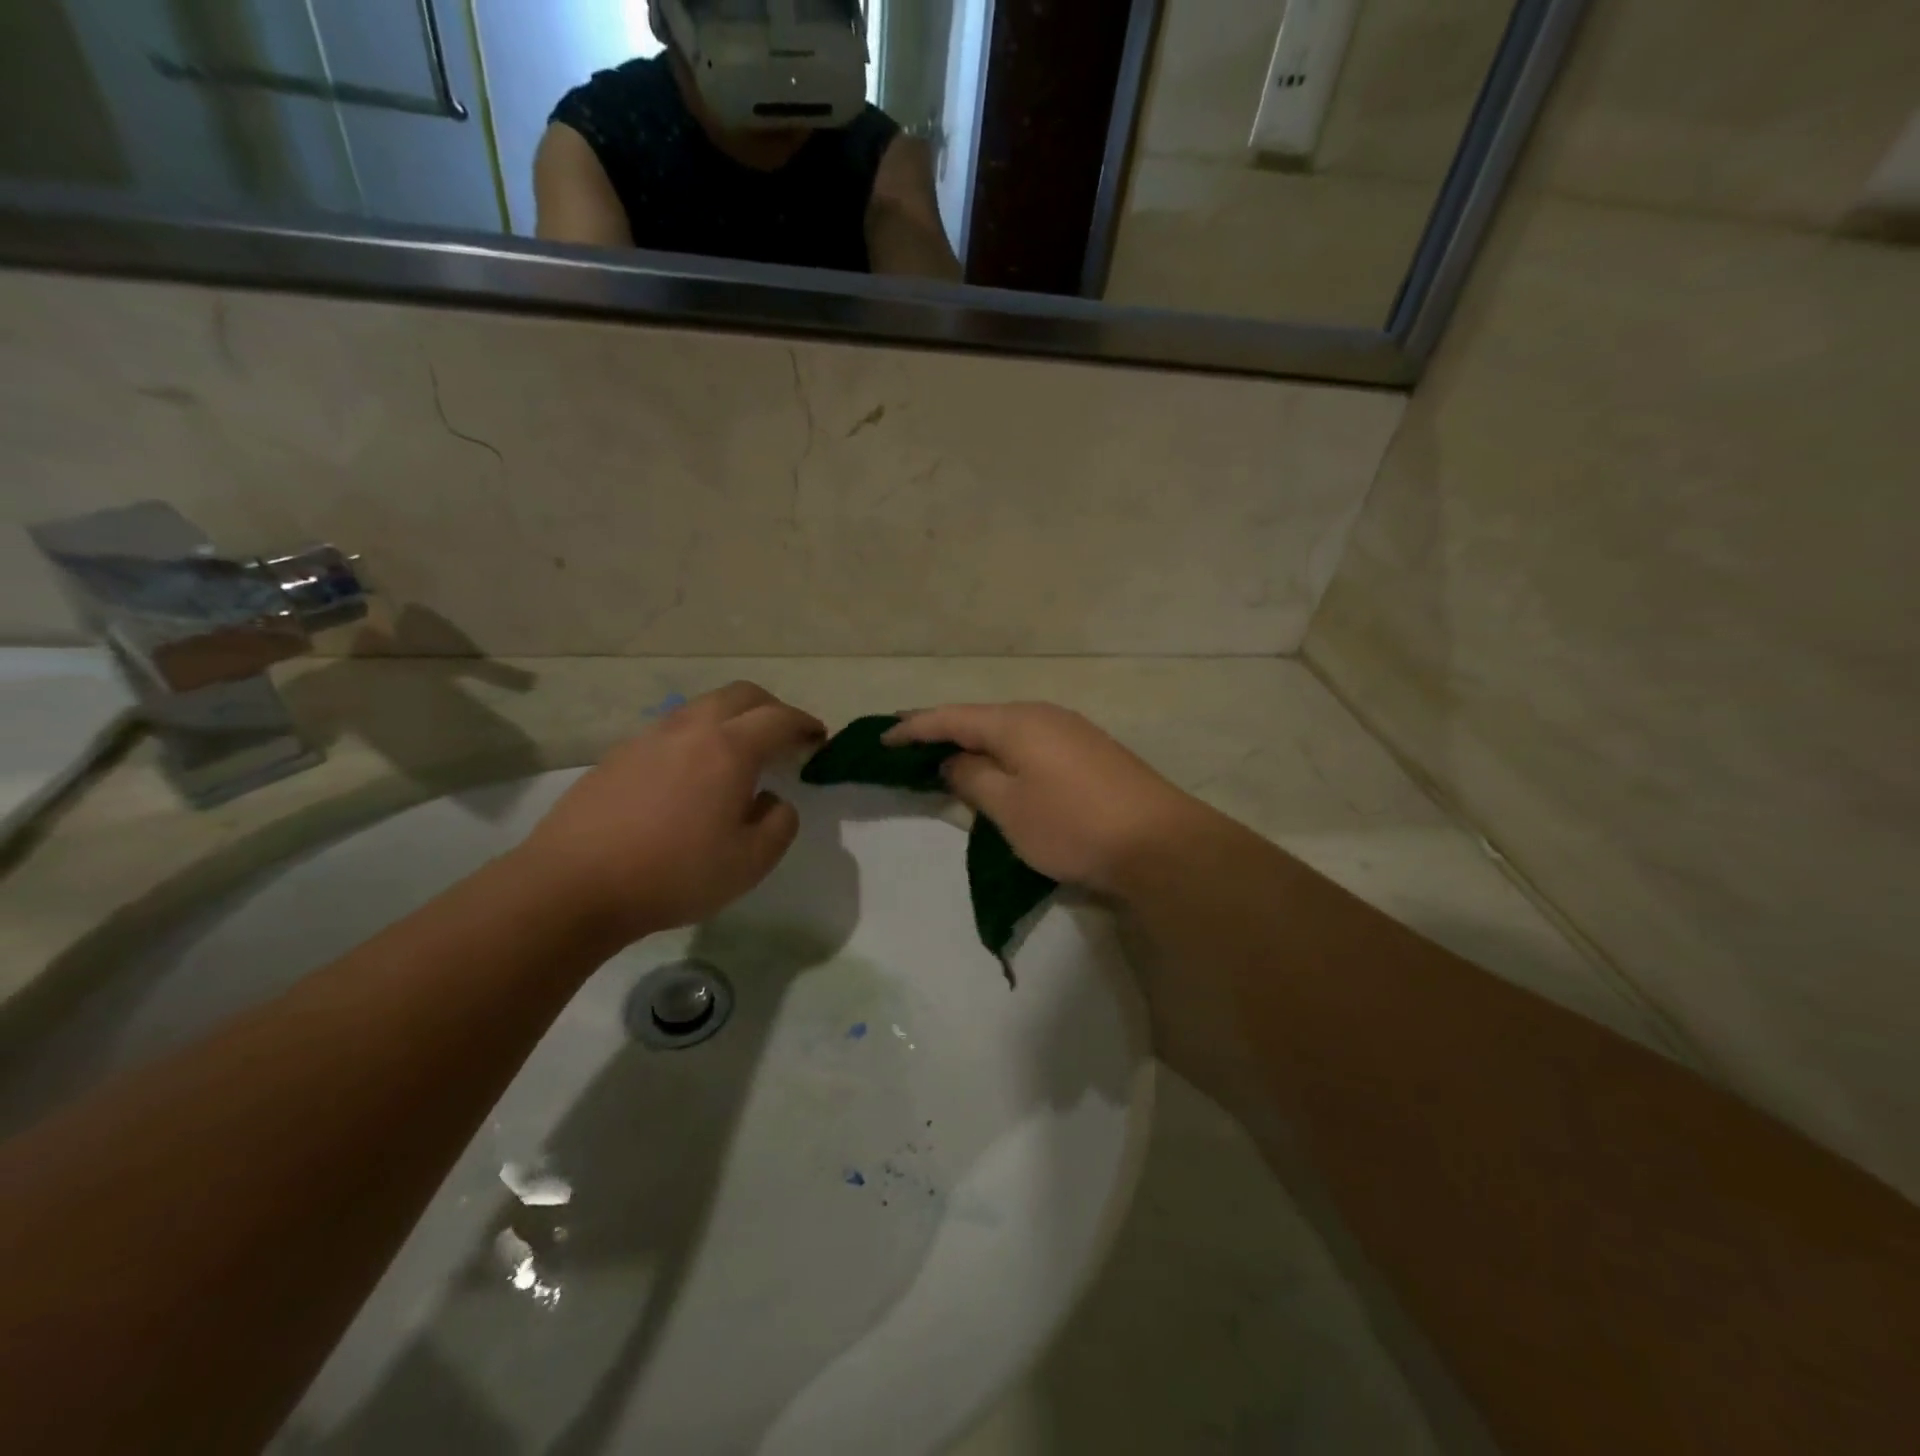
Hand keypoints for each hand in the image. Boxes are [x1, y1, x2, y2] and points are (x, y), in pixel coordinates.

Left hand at [519, 682, 825, 943]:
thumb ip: (780, 823)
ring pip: (701, 707)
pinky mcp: (618, 755)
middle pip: (741, 695)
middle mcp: (690, 729)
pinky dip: (697, 736)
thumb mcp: (751, 862)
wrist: (573, 885)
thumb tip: (773, 800)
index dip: (805, 724)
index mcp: (730, 748)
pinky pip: (671, 729)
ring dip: (731, 718)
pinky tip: (691, 774)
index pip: (779, 718)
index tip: (819, 738)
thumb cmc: (674, 873)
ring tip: (738, 753)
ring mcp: (649, 737)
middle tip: (784, 736)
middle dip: (771, 708)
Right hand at [884, 703, 1211, 897]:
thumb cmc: (1072, 825)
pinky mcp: (1091, 752)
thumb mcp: (1008, 808)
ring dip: (976, 745)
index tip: (881, 740)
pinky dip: (1005, 756)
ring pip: (1008, 732)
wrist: (1160, 844)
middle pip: (980, 719)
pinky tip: (1000, 774)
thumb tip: (952, 759)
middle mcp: (1043, 715)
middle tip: (909, 751)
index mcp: (1016, 722)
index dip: (913, 728)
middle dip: (943, 733)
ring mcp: (1071, 731)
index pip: (951, 717)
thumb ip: (972, 778)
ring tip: (948, 762)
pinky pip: (1032, 745)